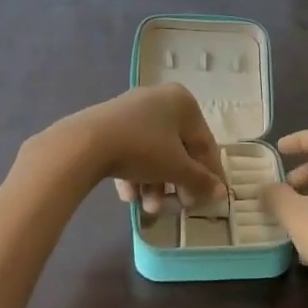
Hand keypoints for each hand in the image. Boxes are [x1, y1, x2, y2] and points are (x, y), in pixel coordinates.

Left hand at [51, 84, 223, 209]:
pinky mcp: (109, 123)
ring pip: (153, 152)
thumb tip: (221, 193)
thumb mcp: (176, 168)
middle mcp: (160, 100)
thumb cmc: (143, 149)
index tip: (210, 199)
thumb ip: (200, 180)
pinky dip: (134, 173)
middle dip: (176, 183)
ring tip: (148, 208)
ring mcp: (132, 110)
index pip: (204, 143)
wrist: (86, 142)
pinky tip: (128, 196)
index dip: (209, 174)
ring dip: (154, 183)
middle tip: (178, 206)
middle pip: (177, 149)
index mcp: (183, 102)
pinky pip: (131, 149)